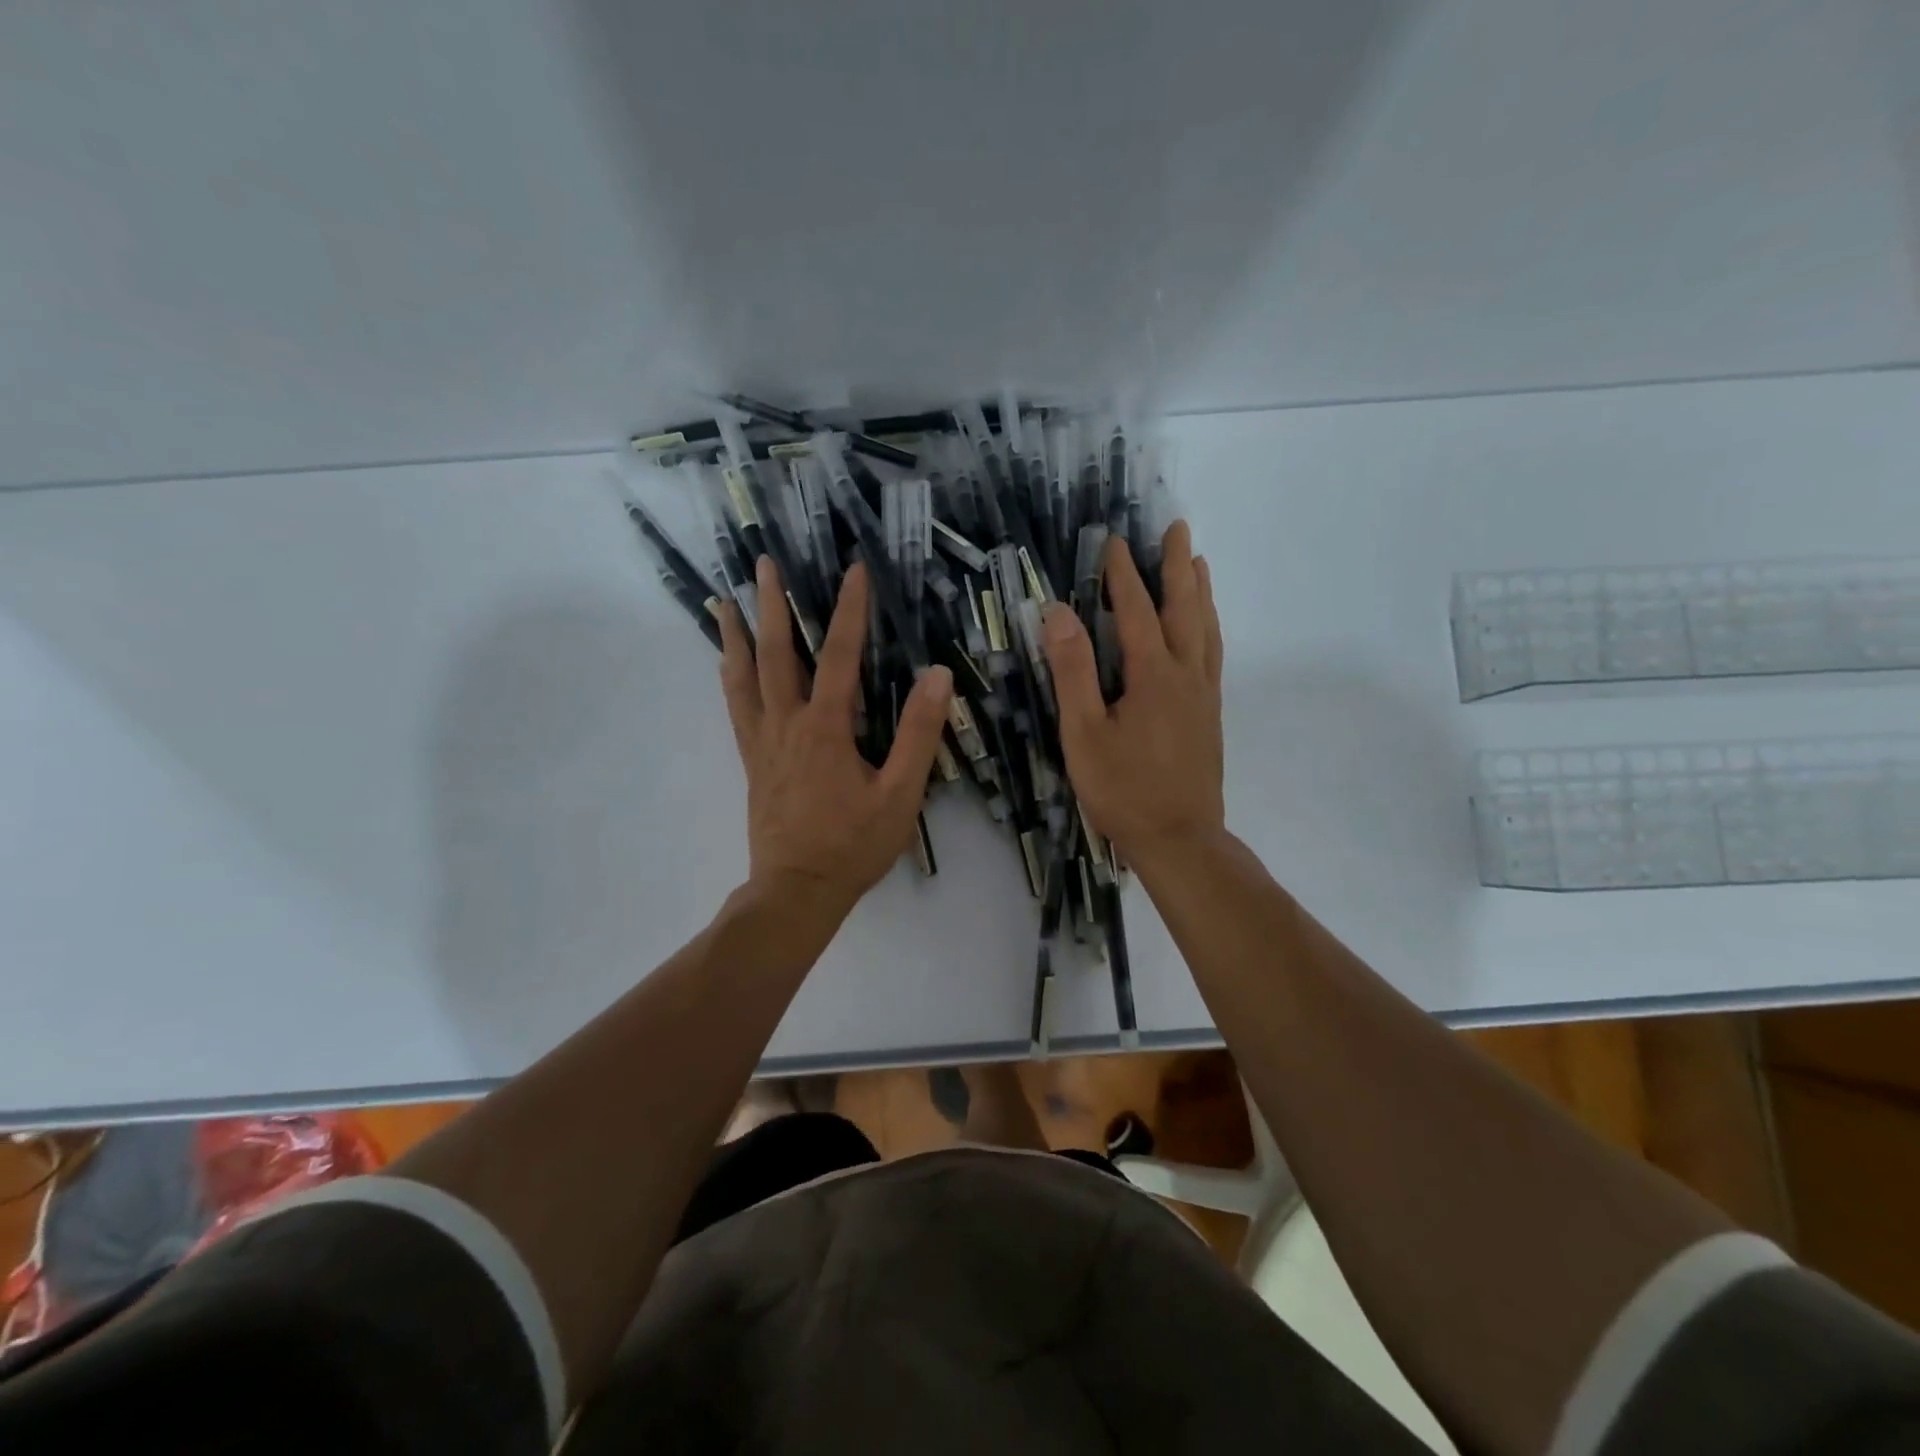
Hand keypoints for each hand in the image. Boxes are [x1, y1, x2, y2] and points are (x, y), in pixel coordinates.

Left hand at [719, 556, 952, 911]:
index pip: (841, 655)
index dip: (849, 610)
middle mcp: (787, 724)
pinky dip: (730, 678)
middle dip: (772, 606)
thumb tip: (937, 675)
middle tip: (762, 564)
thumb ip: (918, 734)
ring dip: (736, 636)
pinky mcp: (753, 762)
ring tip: (724, 602)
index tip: (853, 570)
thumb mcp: (900, 794)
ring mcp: (763, 742)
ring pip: (744, 678)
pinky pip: (736, 709)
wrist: (797, 890)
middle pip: (777, 654)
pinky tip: (726, 665)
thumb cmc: (853, 845)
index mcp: (826, 727)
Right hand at [1040, 520, 1224, 868]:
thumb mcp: (1084, 733)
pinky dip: (1209, 627)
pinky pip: (1213, 654)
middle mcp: (1186, 675)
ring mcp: (1204, 695)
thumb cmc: (1123, 790)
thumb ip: (1073, 671)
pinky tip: (1204, 629)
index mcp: (1153, 676)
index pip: (1137, 611)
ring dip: (1200, 592)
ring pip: (1206, 630)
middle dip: (1176, 566)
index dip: (1124, 575)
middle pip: (1185, 609)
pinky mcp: (1210, 715)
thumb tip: (1059, 613)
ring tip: (1197, 563)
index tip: (1116, 541)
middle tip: (1177, 528)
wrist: (1179, 838)